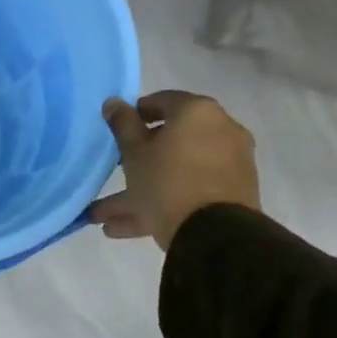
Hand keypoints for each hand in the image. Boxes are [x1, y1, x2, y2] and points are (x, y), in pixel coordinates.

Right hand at [88, 91, 259, 250]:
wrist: (216, 236)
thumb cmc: (167, 181)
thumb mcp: (134, 152)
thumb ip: (122, 123)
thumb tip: (114, 102)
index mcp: (198, 113)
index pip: (161, 101)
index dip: (135, 114)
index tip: (117, 131)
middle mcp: (221, 132)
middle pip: (170, 141)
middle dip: (136, 160)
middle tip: (113, 171)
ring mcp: (230, 165)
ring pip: (177, 171)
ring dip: (141, 190)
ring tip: (103, 215)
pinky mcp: (233, 196)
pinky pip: (190, 191)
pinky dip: (162, 203)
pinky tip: (123, 228)